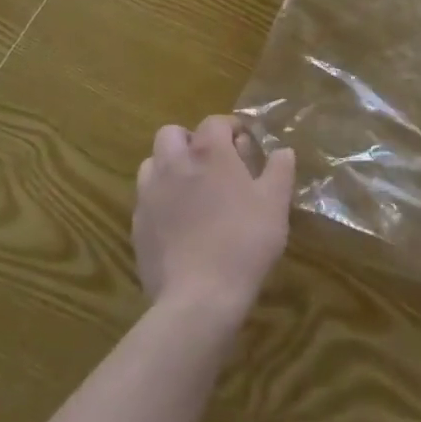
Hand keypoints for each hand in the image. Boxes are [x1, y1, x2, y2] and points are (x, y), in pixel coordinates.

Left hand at [135, 115, 295, 320]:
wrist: (198, 299)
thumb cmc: (243, 243)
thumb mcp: (275, 204)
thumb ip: (280, 170)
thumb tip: (283, 151)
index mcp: (208, 153)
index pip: (214, 122)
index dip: (230, 127)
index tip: (243, 144)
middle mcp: (174, 164)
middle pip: (172, 134)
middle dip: (190, 141)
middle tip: (211, 164)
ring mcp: (150, 194)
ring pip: (152, 163)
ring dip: (169, 167)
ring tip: (190, 190)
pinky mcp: (137, 225)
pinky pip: (145, 198)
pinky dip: (160, 200)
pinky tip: (178, 223)